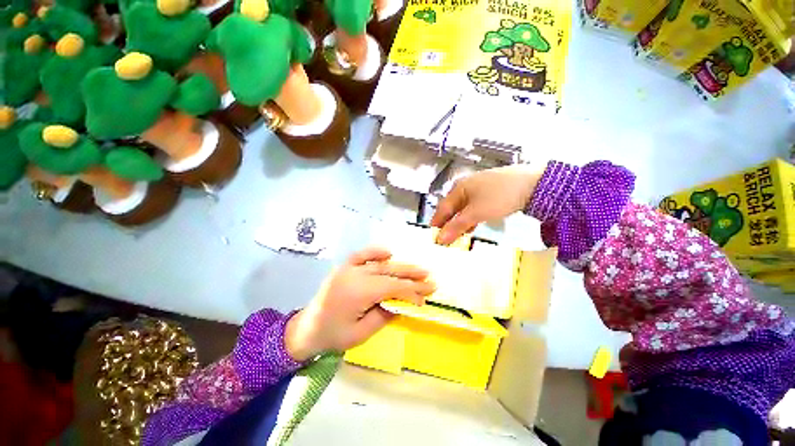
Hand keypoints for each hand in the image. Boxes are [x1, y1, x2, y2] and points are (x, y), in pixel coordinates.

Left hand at [285, 247, 435, 360]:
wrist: (307, 330)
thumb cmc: (334, 336)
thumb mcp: (362, 333)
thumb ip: (384, 316)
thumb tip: (403, 304)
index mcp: (359, 292)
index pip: (394, 287)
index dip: (412, 292)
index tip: (426, 298)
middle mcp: (354, 275)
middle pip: (390, 273)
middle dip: (412, 277)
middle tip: (431, 281)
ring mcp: (346, 270)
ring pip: (379, 264)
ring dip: (400, 266)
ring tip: (419, 270)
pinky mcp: (341, 270)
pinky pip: (360, 256)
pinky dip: (375, 253)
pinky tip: (388, 253)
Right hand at [431, 165, 541, 244]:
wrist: (529, 184)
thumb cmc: (500, 196)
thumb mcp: (476, 213)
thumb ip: (457, 226)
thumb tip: (439, 239)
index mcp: (458, 187)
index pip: (442, 209)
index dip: (437, 225)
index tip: (432, 241)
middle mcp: (466, 186)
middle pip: (452, 208)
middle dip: (448, 225)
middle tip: (445, 243)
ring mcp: (479, 188)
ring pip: (464, 208)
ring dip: (460, 223)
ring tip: (459, 238)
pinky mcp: (491, 192)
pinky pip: (475, 207)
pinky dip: (472, 218)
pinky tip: (474, 226)